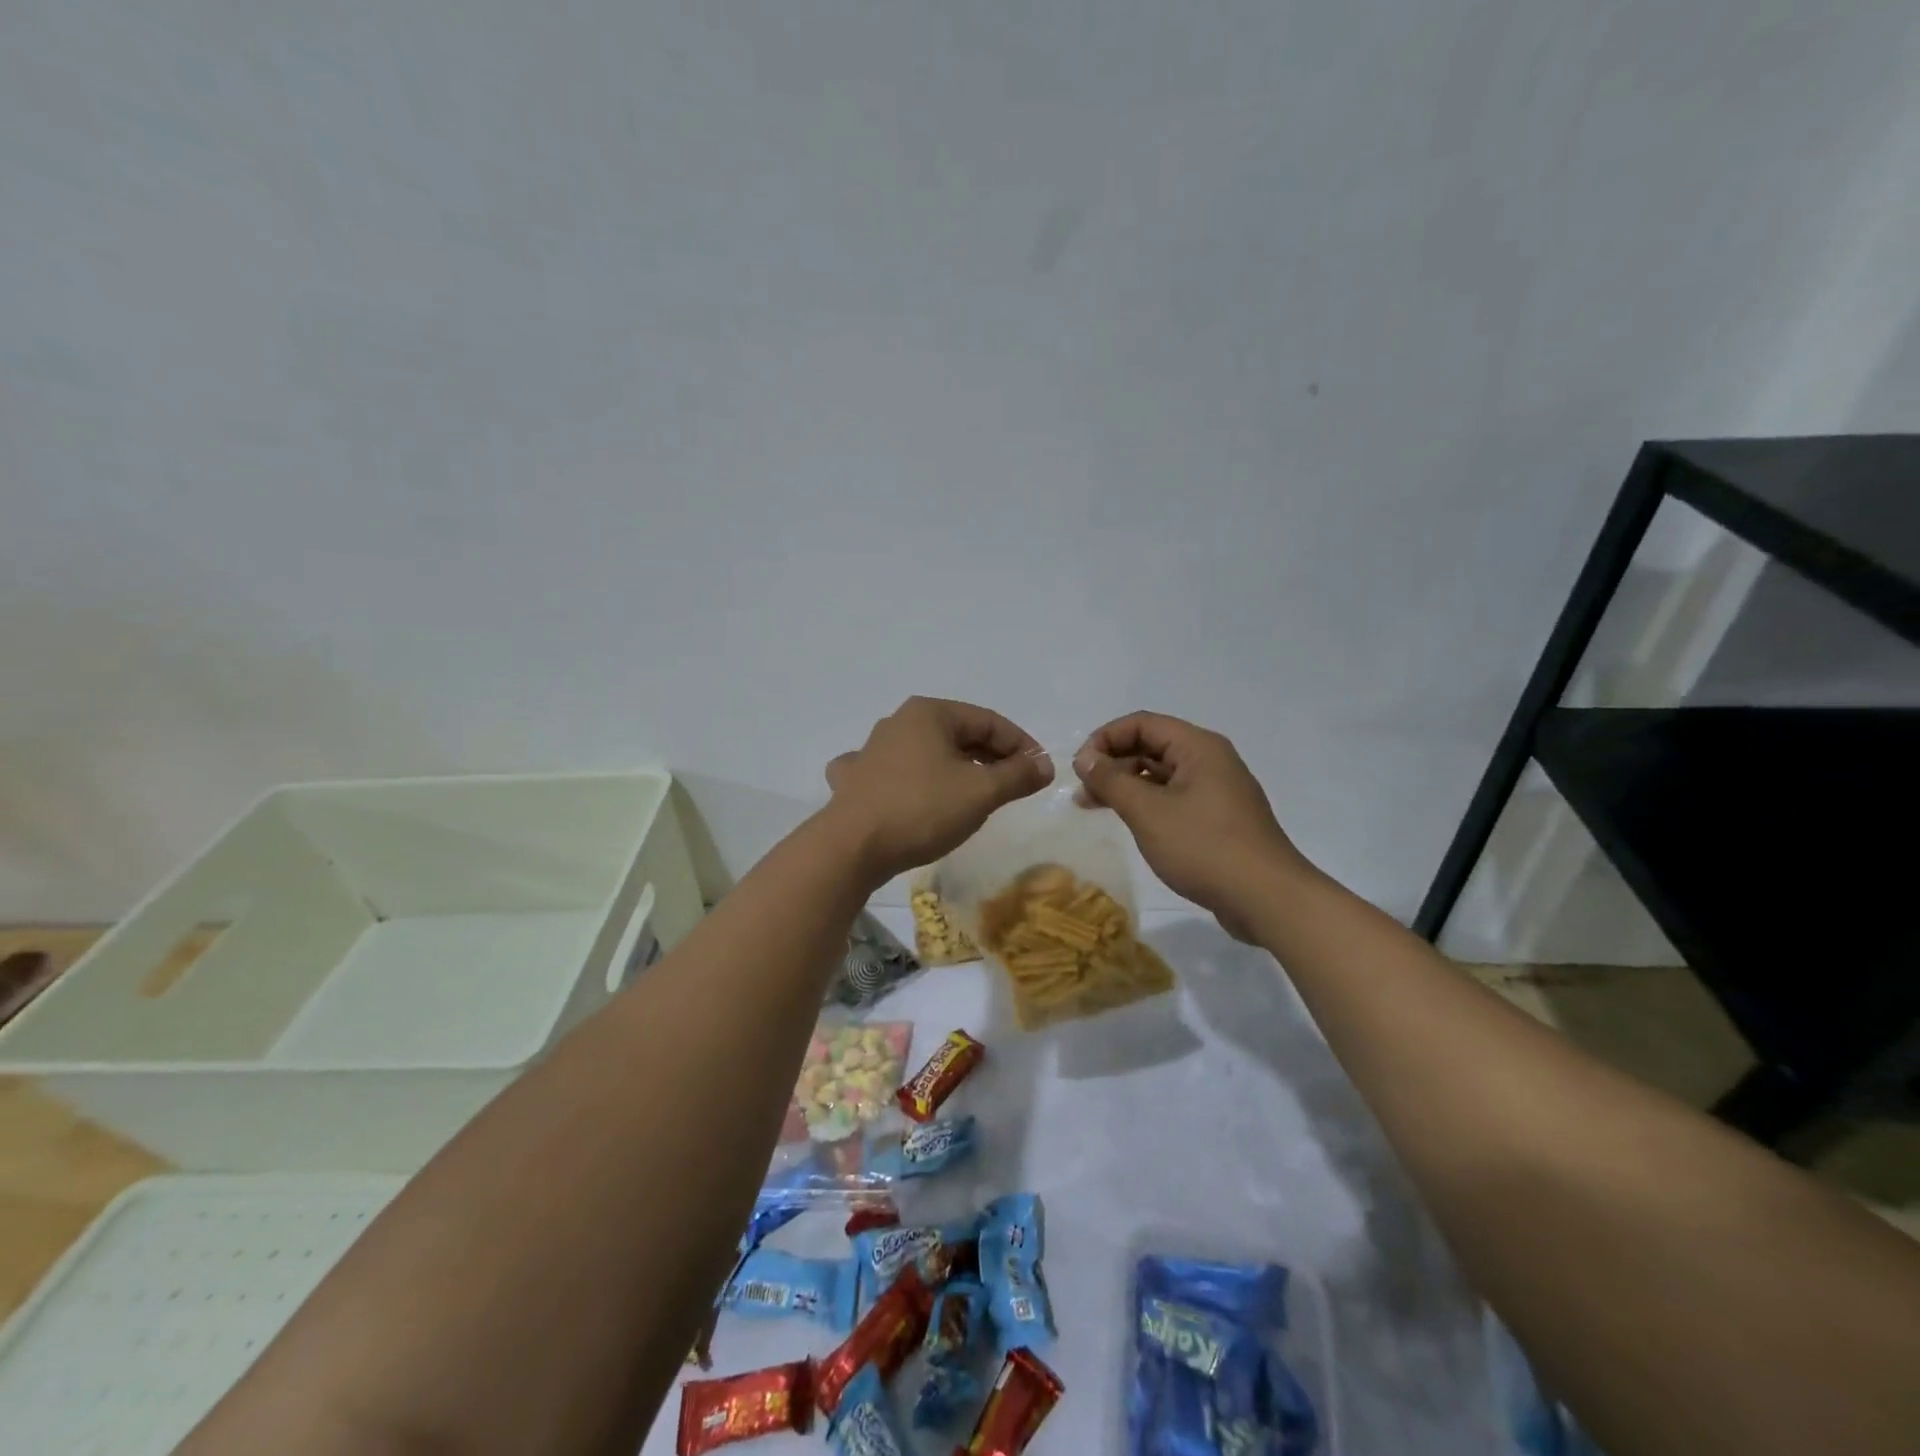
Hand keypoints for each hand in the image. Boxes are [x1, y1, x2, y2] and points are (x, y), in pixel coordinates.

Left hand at [825, 697, 1053, 882]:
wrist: (852, 847)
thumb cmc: (922, 809)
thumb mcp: (981, 792)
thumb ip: (1017, 775)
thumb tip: (1044, 765)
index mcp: (929, 713)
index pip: (989, 721)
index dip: (1021, 745)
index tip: (1040, 772)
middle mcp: (899, 722)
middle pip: (959, 734)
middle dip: (991, 757)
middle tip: (1015, 785)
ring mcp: (872, 750)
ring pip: (927, 752)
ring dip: (956, 769)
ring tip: (977, 794)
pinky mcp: (857, 780)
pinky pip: (894, 773)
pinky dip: (914, 780)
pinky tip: (915, 793)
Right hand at [1073, 712, 1308, 940]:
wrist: (1267, 899)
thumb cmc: (1204, 847)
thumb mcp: (1148, 812)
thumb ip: (1111, 780)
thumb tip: (1084, 757)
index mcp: (1198, 747)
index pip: (1142, 723)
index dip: (1105, 739)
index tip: (1079, 768)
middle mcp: (1210, 760)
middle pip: (1151, 746)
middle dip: (1112, 763)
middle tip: (1082, 792)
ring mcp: (1217, 790)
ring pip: (1161, 774)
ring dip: (1126, 786)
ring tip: (1093, 808)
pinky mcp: (1218, 818)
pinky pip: (1174, 798)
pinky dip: (1147, 804)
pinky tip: (1129, 822)